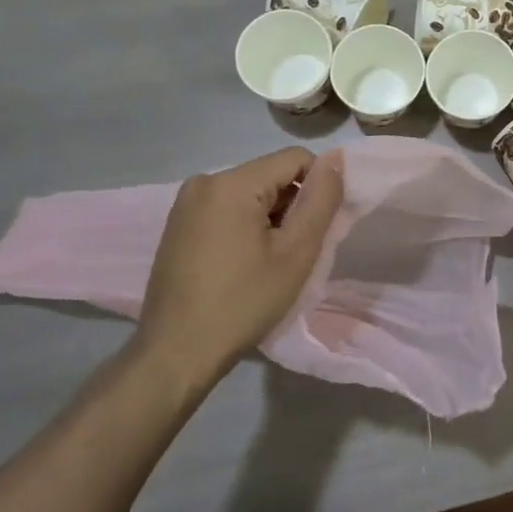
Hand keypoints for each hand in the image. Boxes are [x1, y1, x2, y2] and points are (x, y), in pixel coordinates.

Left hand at [132, 146, 344, 390]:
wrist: (176, 352)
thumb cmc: (243, 303)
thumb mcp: (295, 253)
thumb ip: (321, 200)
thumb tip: (336, 160)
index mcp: (231, 182)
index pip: (295, 159)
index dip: (318, 188)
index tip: (318, 229)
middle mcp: (204, 181)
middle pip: (270, 175)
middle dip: (292, 206)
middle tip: (294, 253)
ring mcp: (185, 203)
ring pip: (250, 193)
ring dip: (270, 218)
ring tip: (269, 263)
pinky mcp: (177, 224)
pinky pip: (226, 209)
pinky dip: (245, 226)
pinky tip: (243, 264)